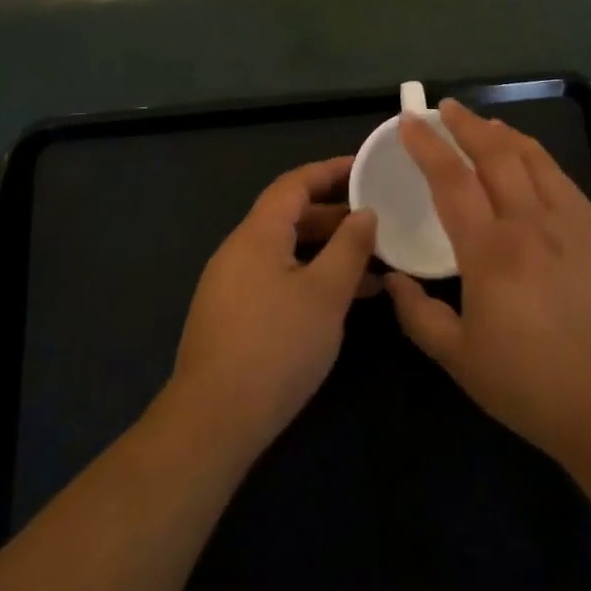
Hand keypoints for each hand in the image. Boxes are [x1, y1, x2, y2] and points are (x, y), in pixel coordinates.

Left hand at [169, 158, 377, 459]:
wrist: (213, 421)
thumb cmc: (277, 347)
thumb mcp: (326, 294)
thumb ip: (350, 247)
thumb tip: (365, 213)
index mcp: (257, 234)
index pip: (294, 184)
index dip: (330, 171)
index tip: (365, 168)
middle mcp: (238, 250)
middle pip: (289, 216)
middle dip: (334, 214)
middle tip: (377, 220)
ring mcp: (231, 284)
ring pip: (285, 250)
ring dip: (325, 250)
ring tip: (371, 263)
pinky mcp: (232, 315)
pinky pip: (276, 277)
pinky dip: (309, 275)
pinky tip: (338, 300)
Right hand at [385, 99, 590, 467]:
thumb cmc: (531, 385)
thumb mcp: (460, 359)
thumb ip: (419, 315)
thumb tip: (393, 280)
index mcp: (489, 251)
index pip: (451, 179)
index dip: (427, 145)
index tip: (410, 121)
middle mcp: (528, 222)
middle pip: (494, 154)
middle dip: (466, 125)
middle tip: (445, 109)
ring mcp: (569, 222)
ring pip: (533, 158)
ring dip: (503, 133)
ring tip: (485, 123)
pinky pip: (561, 178)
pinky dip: (538, 157)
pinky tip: (531, 159)